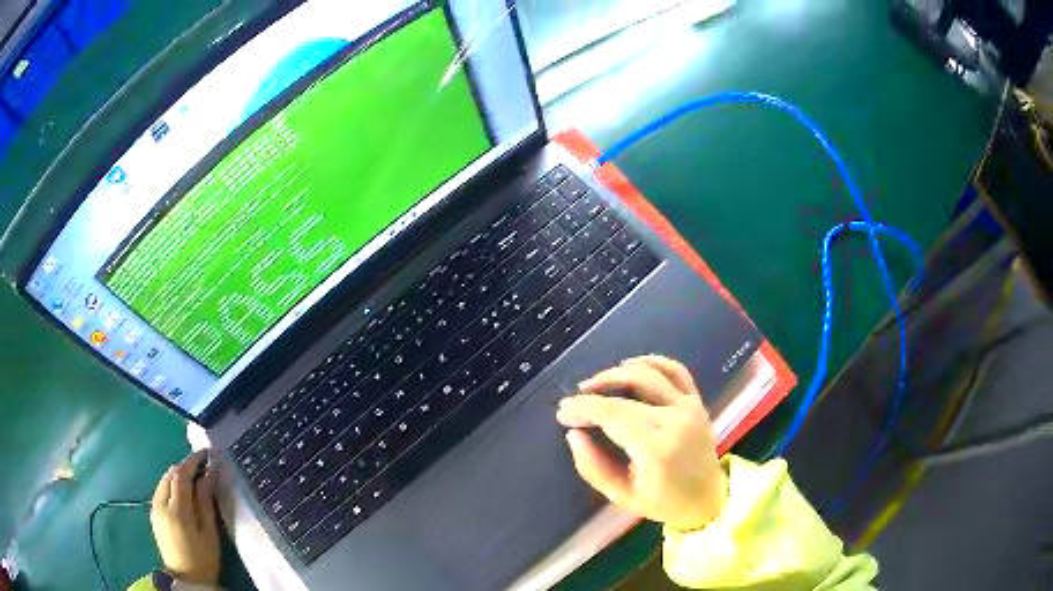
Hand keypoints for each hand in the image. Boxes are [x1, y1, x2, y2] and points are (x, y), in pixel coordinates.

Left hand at [150, 449, 220, 584]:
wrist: (186, 578)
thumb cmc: (203, 558)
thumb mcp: (209, 532)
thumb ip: (205, 501)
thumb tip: (208, 474)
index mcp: (177, 510)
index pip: (181, 475)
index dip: (193, 461)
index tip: (206, 453)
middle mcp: (161, 503)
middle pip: (170, 475)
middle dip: (186, 467)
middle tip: (202, 466)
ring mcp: (154, 508)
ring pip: (164, 481)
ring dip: (178, 475)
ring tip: (194, 478)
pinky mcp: (153, 513)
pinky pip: (161, 490)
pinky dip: (172, 485)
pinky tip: (182, 492)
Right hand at [557, 356, 726, 530]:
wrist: (706, 498)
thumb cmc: (662, 502)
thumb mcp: (621, 495)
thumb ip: (593, 466)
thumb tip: (574, 434)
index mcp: (657, 448)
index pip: (613, 414)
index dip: (583, 408)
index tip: (563, 413)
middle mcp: (676, 420)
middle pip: (627, 391)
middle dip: (593, 394)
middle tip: (573, 405)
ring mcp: (689, 406)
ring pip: (648, 373)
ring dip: (616, 373)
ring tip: (595, 385)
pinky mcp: (696, 400)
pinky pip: (675, 369)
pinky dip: (650, 361)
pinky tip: (629, 366)